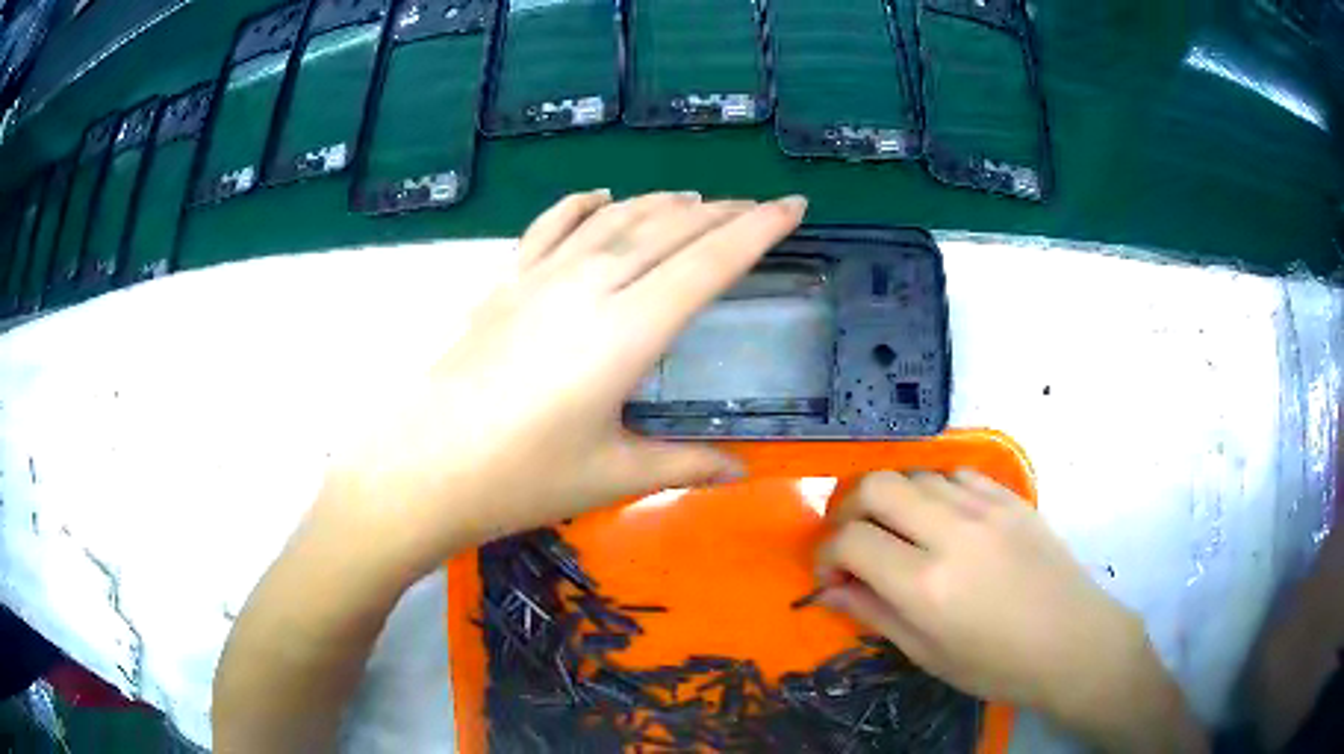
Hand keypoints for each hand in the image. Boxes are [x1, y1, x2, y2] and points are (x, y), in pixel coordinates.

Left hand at [324, 190, 807, 575]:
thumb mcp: (609, 476)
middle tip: (757, 205)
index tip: (792, 206)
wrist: (418, 468)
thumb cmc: (517, 480)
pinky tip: (599, 197)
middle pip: (667, 232)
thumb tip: (742, 472)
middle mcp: (587, 288)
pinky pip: (549, 227)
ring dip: (660, 204)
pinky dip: (580, 206)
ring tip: (695, 199)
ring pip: (614, 221)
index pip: (707, 265)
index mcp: (625, 333)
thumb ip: (683, 465)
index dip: (756, 231)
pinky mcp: (503, 285)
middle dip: (721, 213)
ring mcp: (539, 279)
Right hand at [815, 471, 1202, 749]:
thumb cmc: (997, 664)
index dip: (826, 554)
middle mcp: (952, 533)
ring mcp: (986, 507)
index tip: (831, 574)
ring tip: (898, 533)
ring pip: (915, 473)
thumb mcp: (927, 654)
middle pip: (875, 485)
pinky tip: (942, 520)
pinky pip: (956, 474)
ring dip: (891, 500)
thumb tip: (829, 589)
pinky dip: (934, 491)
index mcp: (926, 585)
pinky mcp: (1010, 497)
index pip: (851, 541)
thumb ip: (873, 615)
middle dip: (848, 510)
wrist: (1073, 641)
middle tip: (854, 542)